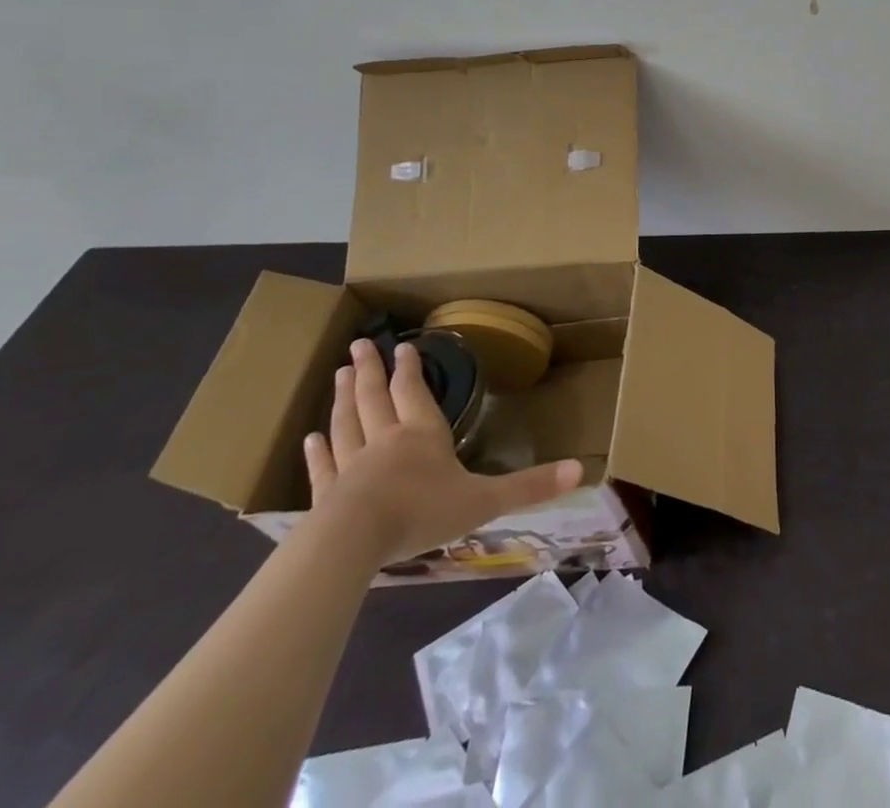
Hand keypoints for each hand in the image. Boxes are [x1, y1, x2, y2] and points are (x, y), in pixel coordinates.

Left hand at [304, 338, 582, 564]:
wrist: (352, 543)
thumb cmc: (422, 512)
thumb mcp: (485, 500)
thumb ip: (530, 486)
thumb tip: (582, 470)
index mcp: (423, 435)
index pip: (415, 393)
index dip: (410, 369)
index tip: (404, 346)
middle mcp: (386, 441)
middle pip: (375, 398)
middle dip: (370, 371)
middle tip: (360, 346)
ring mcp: (351, 467)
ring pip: (347, 423)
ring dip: (343, 398)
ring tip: (339, 374)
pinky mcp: (326, 496)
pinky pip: (323, 467)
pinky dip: (316, 451)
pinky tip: (308, 440)